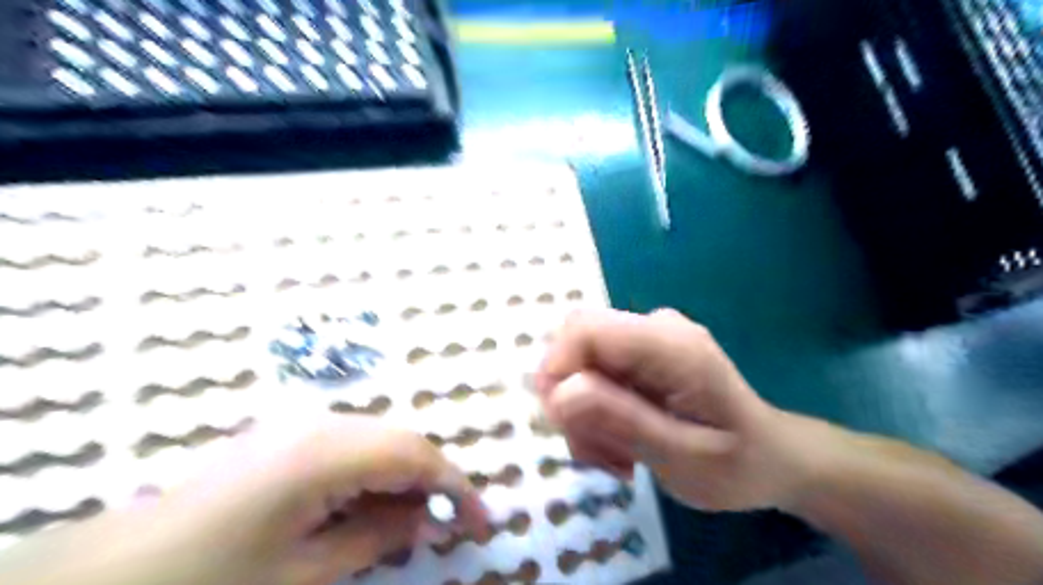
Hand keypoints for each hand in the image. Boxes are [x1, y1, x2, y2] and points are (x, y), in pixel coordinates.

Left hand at [133, 411, 488, 584]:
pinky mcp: (287, 436)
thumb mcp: (302, 572)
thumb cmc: (210, 579)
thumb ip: (376, 536)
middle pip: (401, 441)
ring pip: (379, 441)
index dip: (456, 487)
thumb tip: (432, 520)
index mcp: (326, 451)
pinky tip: (375, 505)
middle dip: (435, 480)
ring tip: (419, 520)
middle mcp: (320, 423)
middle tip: (454, 523)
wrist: (109, 572)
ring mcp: (301, 425)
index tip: (482, 522)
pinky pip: (352, 447)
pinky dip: (376, 474)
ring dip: (406, 477)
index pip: (415, 455)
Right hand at [538, 309, 813, 509]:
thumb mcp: (681, 456)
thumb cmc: (736, 464)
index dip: (556, 367)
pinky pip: (594, 375)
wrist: (770, 457)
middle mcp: (654, 328)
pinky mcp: (639, 356)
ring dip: (582, 414)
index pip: (586, 328)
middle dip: (568, 398)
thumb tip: (559, 392)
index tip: (558, 420)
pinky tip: (619, 444)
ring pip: (580, 363)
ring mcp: (646, 340)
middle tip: (593, 449)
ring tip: (616, 457)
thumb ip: (621, 421)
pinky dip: (594, 413)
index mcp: (671, 344)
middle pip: (576, 343)